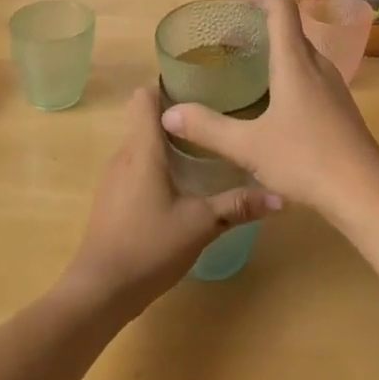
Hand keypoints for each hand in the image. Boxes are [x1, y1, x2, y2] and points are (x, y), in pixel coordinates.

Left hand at [60, 87, 279, 314]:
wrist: (98, 293)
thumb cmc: (148, 247)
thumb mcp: (200, 224)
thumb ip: (238, 206)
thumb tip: (280, 196)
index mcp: (142, 149)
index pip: (144, 96)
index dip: (169, 86)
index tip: (201, 89)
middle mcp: (124, 156)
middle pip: (147, 119)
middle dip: (179, 116)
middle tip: (217, 119)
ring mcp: (114, 179)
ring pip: (142, 146)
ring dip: (169, 143)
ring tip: (206, 149)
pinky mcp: (111, 200)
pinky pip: (136, 167)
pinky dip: (157, 166)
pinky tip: (183, 185)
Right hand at [159, 0, 378, 223]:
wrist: (364, 191)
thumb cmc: (305, 160)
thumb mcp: (248, 146)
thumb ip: (207, 128)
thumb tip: (168, 113)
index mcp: (296, 63)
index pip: (282, 10)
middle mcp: (318, 66)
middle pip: (292, 29)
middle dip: (262, 25)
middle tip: (230, 40)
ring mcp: (334, 86)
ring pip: (303, 53)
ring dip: (277, 50)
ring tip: (249, 67)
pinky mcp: (341, 106)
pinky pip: (312, 74)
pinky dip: (290, 71)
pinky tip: (275, 100)